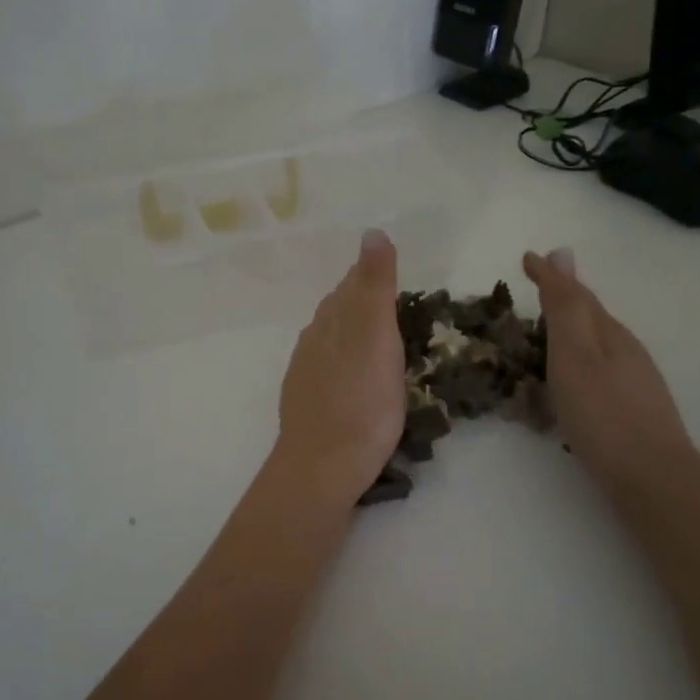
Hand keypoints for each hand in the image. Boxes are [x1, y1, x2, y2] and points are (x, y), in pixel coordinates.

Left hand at [274, 229, 406, 504]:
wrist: (322, 467)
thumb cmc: (361, 402)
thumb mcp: (376, 337)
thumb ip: (374, 286)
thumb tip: (372, 232)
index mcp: (332, 321)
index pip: (351, 285)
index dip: (371, 276)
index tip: (393, 273)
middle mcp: (314, 340)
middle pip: (338, 309)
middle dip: (361, 300)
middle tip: (392, 303)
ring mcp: (306, 373)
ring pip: (330, 338)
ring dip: (351, 331)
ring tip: (377, 338)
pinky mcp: (307, 402)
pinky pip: (326, 367)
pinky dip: (344, 361)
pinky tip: (353, 376)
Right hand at [523, 247, 694, 490]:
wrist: (653, 478)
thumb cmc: (603, 413)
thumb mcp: (574, 354)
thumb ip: (565, 307)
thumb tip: (560, 252)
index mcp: (608, 333)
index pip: (575, 294)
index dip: (550, 276)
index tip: (526, 259)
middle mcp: (624, 351)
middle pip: (588, 319)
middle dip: (560, 304)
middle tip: (532, 296)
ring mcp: (632, 382)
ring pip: (593, 349)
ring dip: (566, 339)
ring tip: (540, 344)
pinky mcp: (631, 411)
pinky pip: (594, 377)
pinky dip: (573, 373)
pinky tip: (565, 392)